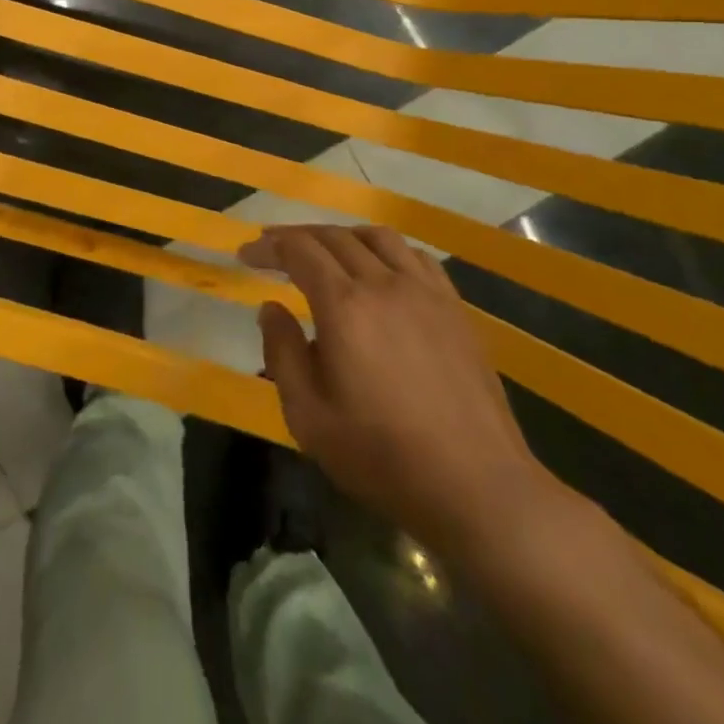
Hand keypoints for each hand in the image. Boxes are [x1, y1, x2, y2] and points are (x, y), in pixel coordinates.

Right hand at [241, 224, 552, 554]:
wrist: (478, 487)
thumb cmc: (382, 456)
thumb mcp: (308, 416)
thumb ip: (282, 353)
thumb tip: (271, 307)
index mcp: (344, 305)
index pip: (298, 251)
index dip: (268, 247)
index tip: (246, 254)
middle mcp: (384, 283)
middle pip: (335, 237)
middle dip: (298, 236)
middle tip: (275, 249)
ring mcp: (425, 292)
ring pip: (377, 237)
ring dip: (342, 235)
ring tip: (325, 251)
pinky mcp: (455, 309)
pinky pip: (416, 256)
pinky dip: (387, 250)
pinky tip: (381, 270)